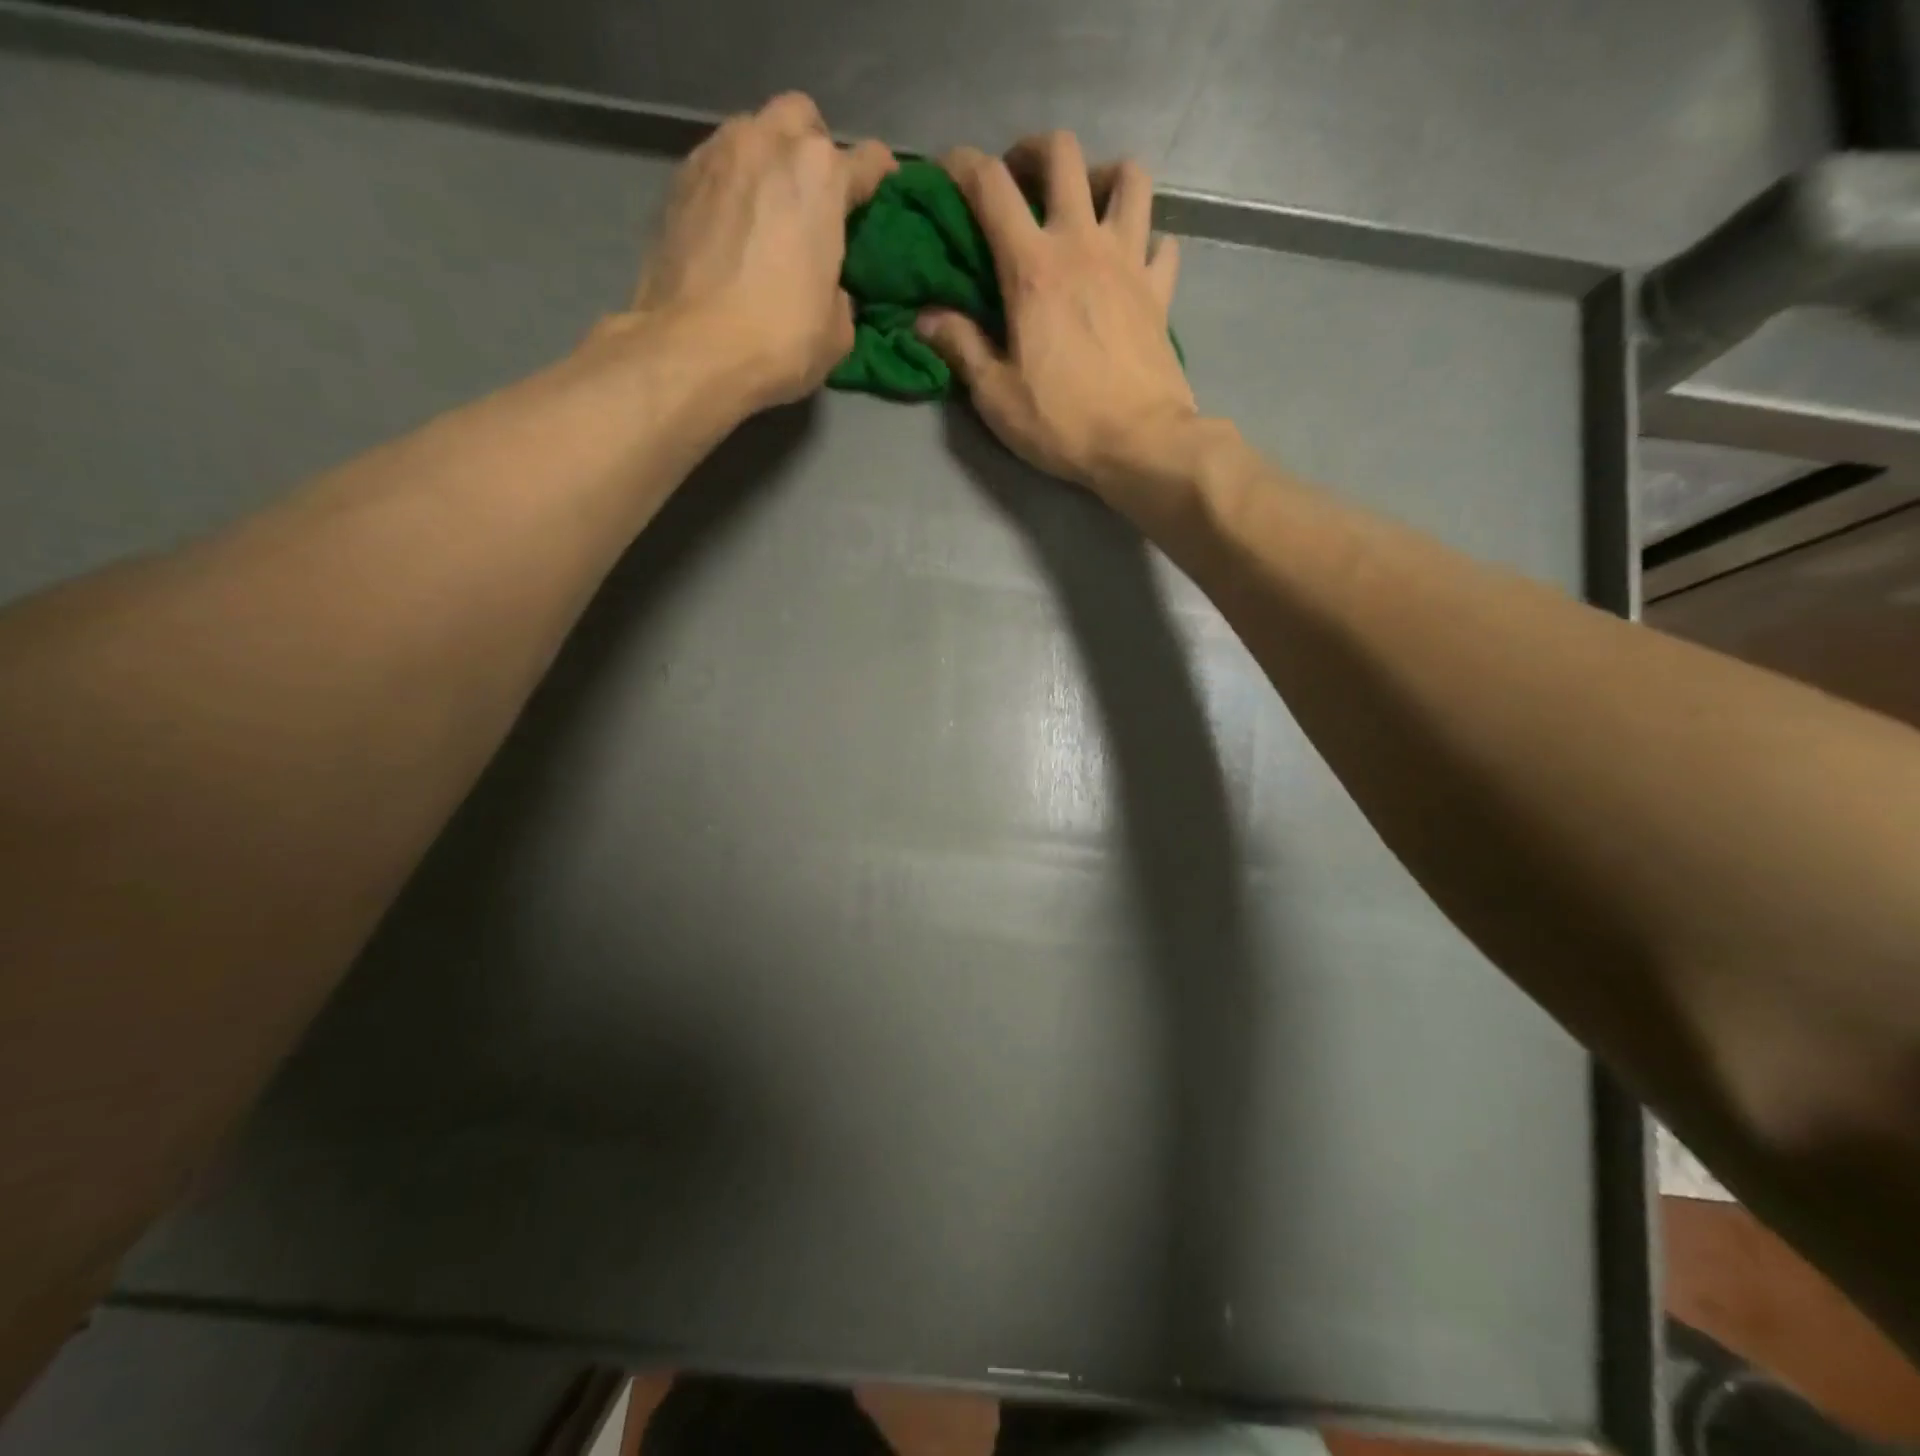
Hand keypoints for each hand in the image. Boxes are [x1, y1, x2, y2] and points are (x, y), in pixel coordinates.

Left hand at [630, 93, 894, 410]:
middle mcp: (769, 144)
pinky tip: (735, 226)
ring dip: (768, 161)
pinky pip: (718, 163)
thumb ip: (842, 294)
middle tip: (818, 200)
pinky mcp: (679, 180)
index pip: (868, 161)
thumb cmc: (778, 340)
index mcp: (821, 176)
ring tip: (771, 210)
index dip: (881, 182)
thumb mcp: (837, 332)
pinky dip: (733, 184)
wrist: (690, 350)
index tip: (882, 201)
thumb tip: (832, 289)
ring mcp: (718, 155)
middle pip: (802, 119)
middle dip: (815, 149)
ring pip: (753, 132)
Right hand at [917, 133, 1196, 505]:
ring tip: (1086, 207)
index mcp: (1033, 268)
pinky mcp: (1161, 290)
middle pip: (1063, 154)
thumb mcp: (995, 395)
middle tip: (1020, 183)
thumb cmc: (1061, 422)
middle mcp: (1083, 244)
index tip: (947, 171)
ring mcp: (1130, 261)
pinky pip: (1162, 241)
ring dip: (1103, 178)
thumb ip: (961, 348)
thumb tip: (927, 319)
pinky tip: (1132, 261)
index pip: (991, 186)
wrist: (1140, 443)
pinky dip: (1146, 240)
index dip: (962, 165)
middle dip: (1033, 153)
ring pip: (1129, 177)